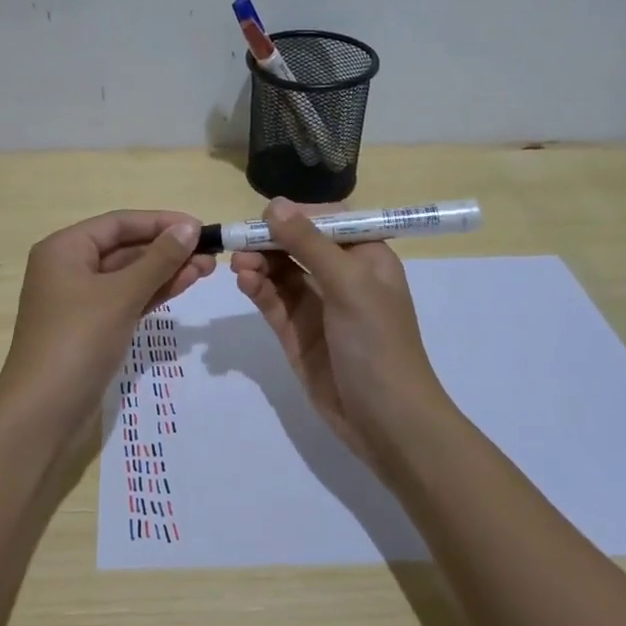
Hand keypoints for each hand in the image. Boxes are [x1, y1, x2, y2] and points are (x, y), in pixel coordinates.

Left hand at [0, 210, 215, 432]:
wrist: (43, 412)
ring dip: (166, 271)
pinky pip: (126, 299)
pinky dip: (153, 293)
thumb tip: (189, 228)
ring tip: (207, 269)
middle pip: (124, 247)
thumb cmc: (77, 341)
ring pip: (129, 275)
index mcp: (64, 249)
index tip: (199, 227)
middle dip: (167, 249)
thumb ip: (158, 259)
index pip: (118, 223)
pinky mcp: (92, 327)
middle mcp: (69, 268)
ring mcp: (80, 300)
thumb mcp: (121, 295)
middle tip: (210, 253)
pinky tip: (184, 285)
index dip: (160, 222)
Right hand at [231, 199, 451, 471]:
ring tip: (239, 265)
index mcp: (366, 258)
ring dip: (259, 264)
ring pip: (280, 273)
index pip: (328, 221)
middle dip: (269, 240)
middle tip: (240, 242)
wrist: (386, 421)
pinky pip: (272, 302)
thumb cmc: (378, 343)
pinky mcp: (296, 333)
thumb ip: (309, 244)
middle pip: (298, 245)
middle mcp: (341, 277)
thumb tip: (274, 204)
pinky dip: (257, 289)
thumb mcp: (348, 285)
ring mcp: (317, 306)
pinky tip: (244, 281)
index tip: (266, 217)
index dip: (297, 215)